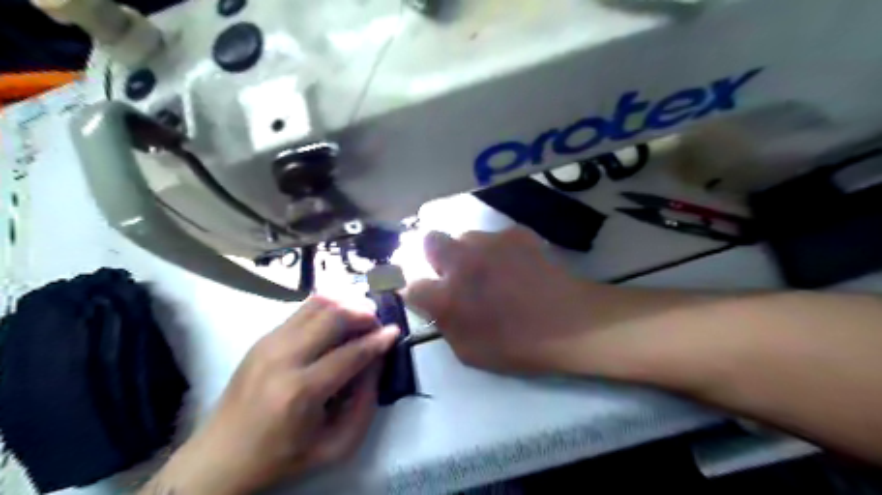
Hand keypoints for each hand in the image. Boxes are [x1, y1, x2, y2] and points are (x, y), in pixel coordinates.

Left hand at [148, 298, 398, 493]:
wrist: (220, 457)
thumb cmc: (282, 456)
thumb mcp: (335, 445)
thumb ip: (365, 403)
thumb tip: (377, 360)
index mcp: (301, 391)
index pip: (351, 353)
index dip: (378, 339)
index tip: (395, 330)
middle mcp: (283, 358)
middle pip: (332, 316)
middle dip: (362, 312)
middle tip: (377, 321)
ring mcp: (269, 343)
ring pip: (316, 304)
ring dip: (345, 303)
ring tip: (361, 313)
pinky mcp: (263, 338)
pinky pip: (302, 310)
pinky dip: (327, 306)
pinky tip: (338, 316)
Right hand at [405, 229, 599, 374]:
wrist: (571, 322)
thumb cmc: (520, 346)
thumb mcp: (470, 352)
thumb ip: (445, 325)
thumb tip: (435, 306)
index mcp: (447, 296)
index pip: (411, 284)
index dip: (416, 289)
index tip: (427, 294)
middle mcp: (461, 262)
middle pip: (428, 241)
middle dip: (432, 255)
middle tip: (451, 272)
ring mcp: (489, 243)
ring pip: (463, 236)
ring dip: (466, 251)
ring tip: (488, 269)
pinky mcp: (514, 233)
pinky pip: (494, 236)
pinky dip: (496, 248)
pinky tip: (513, 264)